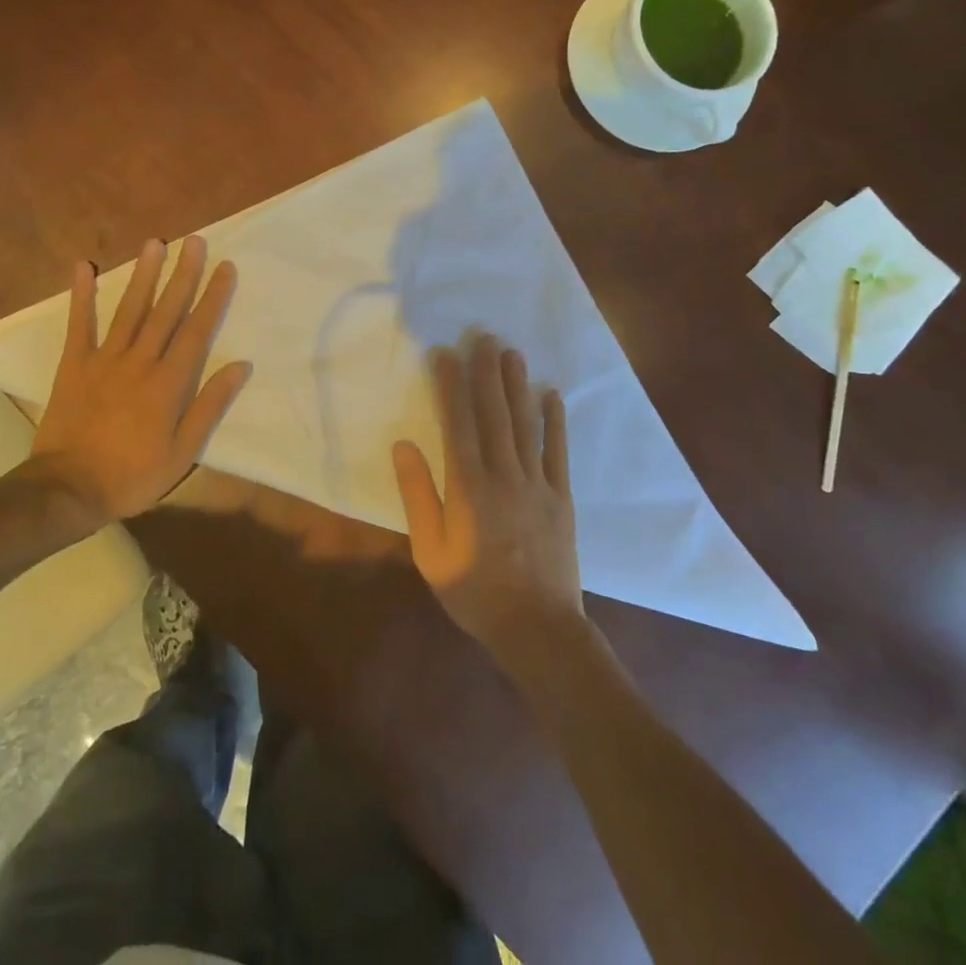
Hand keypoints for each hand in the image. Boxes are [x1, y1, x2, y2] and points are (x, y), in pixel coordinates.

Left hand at [31, 236, 251, 528]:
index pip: (197, 330)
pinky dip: (81, 295)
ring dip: (143, 275)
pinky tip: (84, 267)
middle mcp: (139, 361)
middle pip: (166, 311)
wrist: (68, 489)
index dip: (213, 297)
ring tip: (155, 243)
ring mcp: (104, 359)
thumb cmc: (132, 475)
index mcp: (168, 383)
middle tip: (195, 241)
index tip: (225, 268)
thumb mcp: (183, 452)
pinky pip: (79, 324)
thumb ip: (210, 406)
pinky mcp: (74, 364)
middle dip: (183, 274)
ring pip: (129, 309)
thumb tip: (240, 366)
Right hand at [393, 334, 583, 664]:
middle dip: (486, 372)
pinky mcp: (561, 497)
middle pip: (494, 414)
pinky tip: (551, 394)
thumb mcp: (430, 551)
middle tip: (482, 336)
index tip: (445, 354)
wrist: (538, 630)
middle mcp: (504, 475)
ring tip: (510, 353)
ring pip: (525, 424)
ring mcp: (537, 484)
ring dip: (517, 386)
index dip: (451, 386)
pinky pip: (558, 451)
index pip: (458, 423)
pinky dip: (555, 421)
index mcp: (469, 488)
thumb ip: (417, 496)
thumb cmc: (474, 591)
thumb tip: (404, 445)